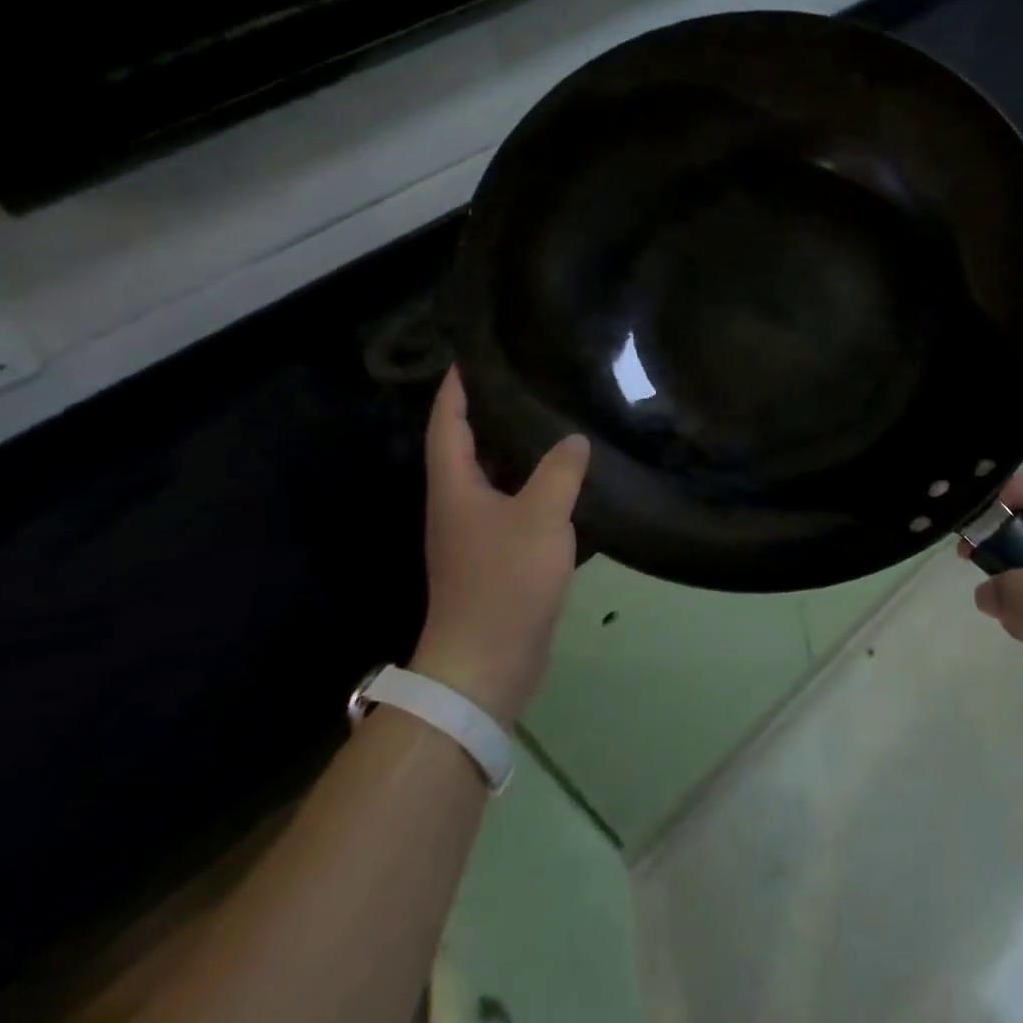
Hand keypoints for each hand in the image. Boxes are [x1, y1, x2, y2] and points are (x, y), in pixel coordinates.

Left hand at [410, 367, 590, 725]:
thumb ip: (559, 472)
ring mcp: (473, 535)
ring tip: (547, 422)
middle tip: (522, 383)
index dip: (456, 391)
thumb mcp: (541, 517)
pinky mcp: (493, 559)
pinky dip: (529, 487)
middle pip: (466, 448)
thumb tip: (574, 440)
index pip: (448, 425)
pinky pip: (510, 507)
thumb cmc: (505, 581)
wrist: (486, 662)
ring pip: (491, 479)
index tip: (468, 359)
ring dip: (512, 452)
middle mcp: (457, 505)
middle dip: (487, 415)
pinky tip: (561, 482)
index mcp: (455, 488)